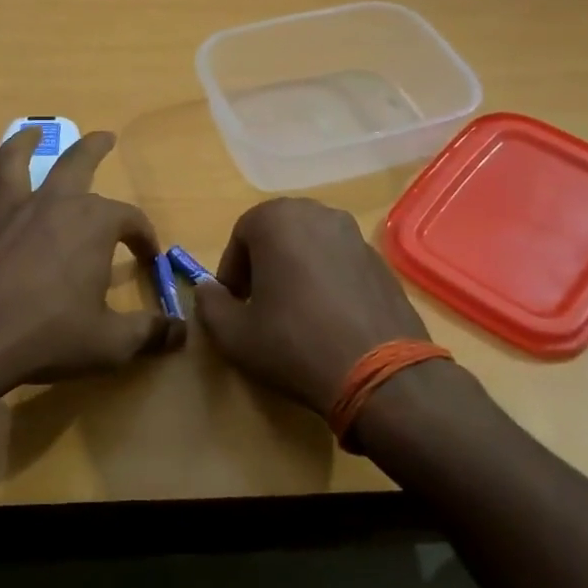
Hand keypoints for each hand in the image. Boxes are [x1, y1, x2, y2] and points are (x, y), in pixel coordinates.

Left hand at [0, 129, 184, 396]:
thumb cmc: (48, 335)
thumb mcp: (110, 342)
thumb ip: (149, 333)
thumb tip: (181, 332)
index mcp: (93, 223)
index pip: (130, 218)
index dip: (144, 236)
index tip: (148, 258)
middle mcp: (53, 203)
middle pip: (77, 162)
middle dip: (95, 148)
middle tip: (106, 138)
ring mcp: (10, 210)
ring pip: (17, 159)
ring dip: (27, 141)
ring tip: (34, 131)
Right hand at [195, 198, 429, 413]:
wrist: (380, 373)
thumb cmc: (294, 344)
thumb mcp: (234, 334)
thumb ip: (210, 304)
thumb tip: (206, 289)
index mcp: (278, 220)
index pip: (241, 234)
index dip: (232, 270)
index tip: (234, 302)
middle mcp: (318, 214)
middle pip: (278, 233)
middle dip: (264, 263)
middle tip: (260, 303)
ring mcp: (355, 235)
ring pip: (311, 245)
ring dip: (297, 269)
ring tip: (295, 311)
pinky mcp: (380, 261)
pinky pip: (340, 262)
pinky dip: (328, 279)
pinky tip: (329, 318)